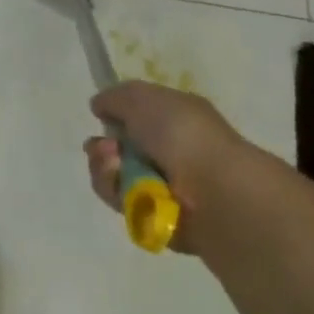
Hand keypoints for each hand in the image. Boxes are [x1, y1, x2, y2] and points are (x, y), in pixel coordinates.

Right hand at [84, 81, 246, 255]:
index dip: (113, 116)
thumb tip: (99, 106)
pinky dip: (115, 191)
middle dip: (101, 147)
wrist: (214, 190)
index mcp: (173, 119)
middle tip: (107, 149)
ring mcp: (161, 185)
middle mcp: (167, 152)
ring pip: (112, 174)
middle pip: (116, 148)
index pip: (133, 117)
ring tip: (115, 165)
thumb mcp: (142, 97)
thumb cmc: (182, 134)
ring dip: (105, 167)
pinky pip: (119, 201)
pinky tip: (123, 186)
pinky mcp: (154, 216)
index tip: (101, 117)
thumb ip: (114, 97)